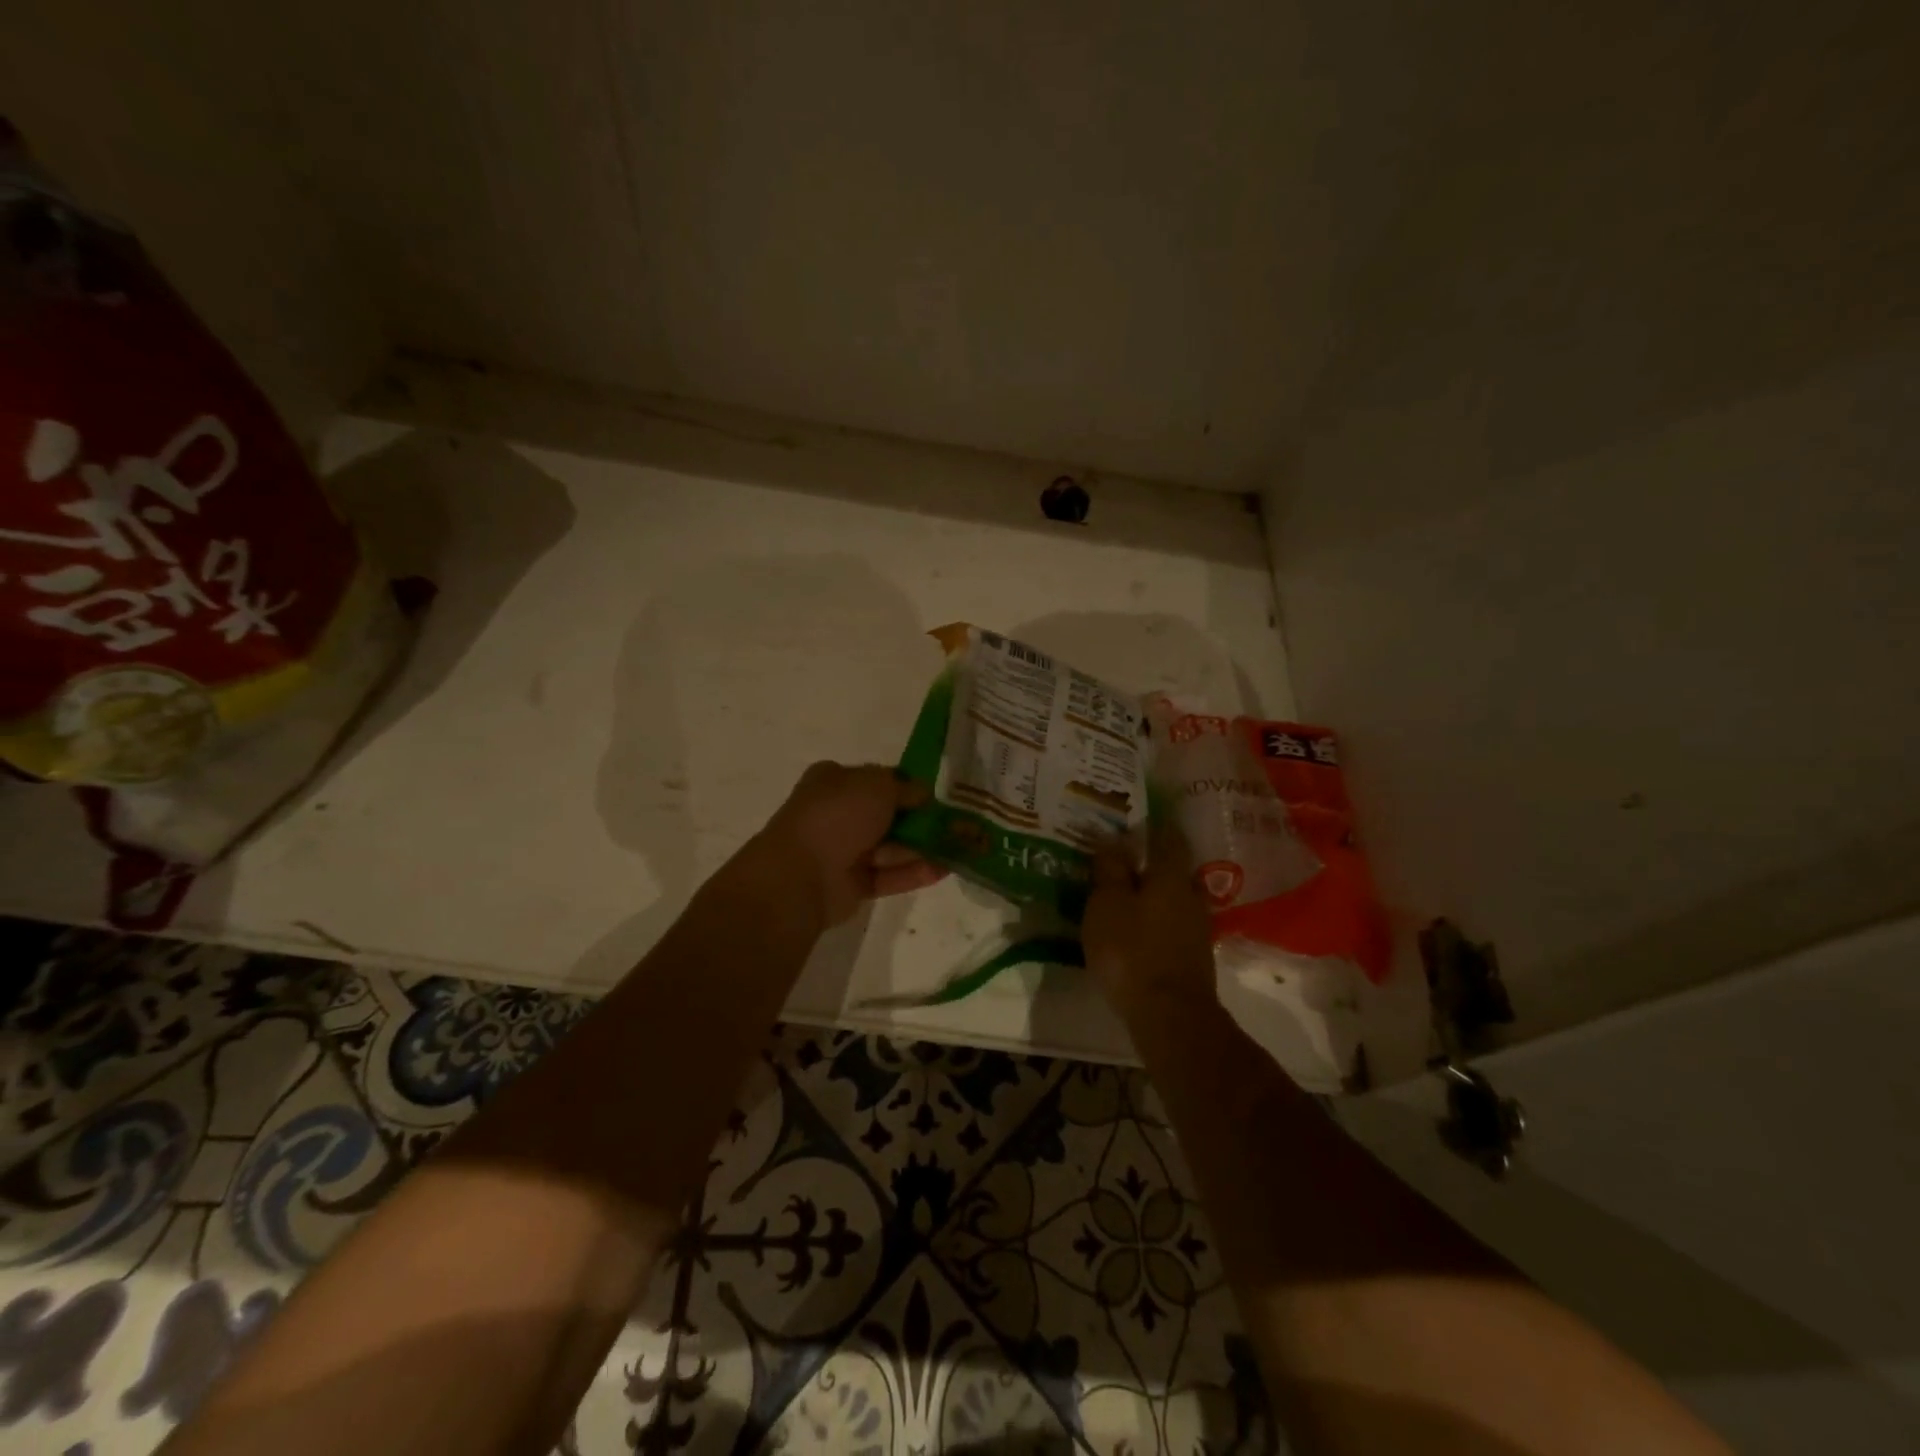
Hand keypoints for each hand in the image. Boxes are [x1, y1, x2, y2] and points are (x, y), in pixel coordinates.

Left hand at [757, 762, 947, 926]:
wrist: (801, 873)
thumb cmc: (837, 815)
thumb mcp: (878, 786)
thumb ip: (905, 787)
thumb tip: (923, 793)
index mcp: (833, 781)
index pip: (876, 779)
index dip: (905, 785)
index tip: (934, 794)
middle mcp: (837, 813)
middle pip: (886, 815)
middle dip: (918, 819)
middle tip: (953, 823)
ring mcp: (843, 851)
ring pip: (889, 847)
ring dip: (922, 847)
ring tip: (959, 848)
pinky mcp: (852, 884)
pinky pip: (888, 876)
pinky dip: (914, 872)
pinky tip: (944, 870)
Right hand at [1083, 816, 1217, 1019]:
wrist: (1170, 1016)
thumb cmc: (1132, 951)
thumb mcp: (1107, 905)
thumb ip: (1110, 871)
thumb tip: (1112, 840)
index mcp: (1171, 876)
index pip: (1168, 837)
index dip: (1156, 822)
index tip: (1142, 812)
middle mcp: (1191, 896)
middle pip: (1173, 869)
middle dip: (1153, 860)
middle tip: (1127, 854)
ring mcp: (1196, 929)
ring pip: (1174, 898)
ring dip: (1154, 892)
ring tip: (1128, 891)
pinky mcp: (1193, 957)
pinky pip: (1172, 924)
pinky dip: (1156, 918)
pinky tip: (1138, 926)